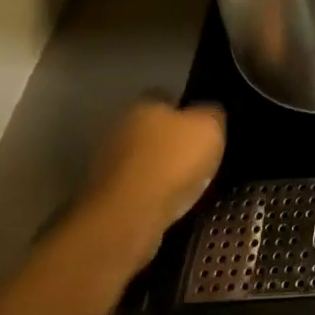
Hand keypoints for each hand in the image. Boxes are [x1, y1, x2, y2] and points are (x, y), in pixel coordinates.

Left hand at [76, 100, 226, 272]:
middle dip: (171, 140)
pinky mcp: (102, 199)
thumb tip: (208, 113)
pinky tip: (167, 204)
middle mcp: (119, 128)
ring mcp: (105, 165)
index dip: (188, 109)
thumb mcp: (210, 127)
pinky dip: (149, 194)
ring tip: (186, 184)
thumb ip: (212, 114)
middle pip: (152, 129)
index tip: (205, 125)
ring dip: (158, 169)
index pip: (167, 96)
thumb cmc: (172, 162)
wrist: (127, 218)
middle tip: (198, 155)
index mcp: (144, 104)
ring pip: (142, 160)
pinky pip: (134, 189)